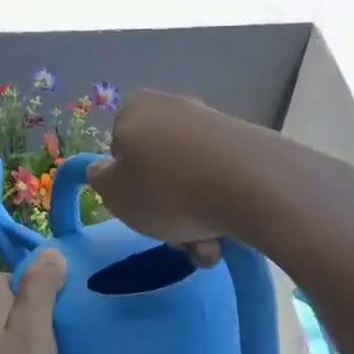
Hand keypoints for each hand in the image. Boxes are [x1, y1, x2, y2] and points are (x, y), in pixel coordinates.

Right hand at [87, 91, 247, 262]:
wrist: (254, 186)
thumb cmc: (168, 189)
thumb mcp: (113, 192)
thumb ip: (99, 179)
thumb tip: (106, 169)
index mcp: (136, 109)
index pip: (118, 150)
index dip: (126, 185)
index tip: (138, 209)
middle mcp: (174, 108)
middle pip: (158, 169)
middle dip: (165, 210)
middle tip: (176, 239)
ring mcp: (214, 125)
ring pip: (191, 182)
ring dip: (193, 220)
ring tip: (206, 246)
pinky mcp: (248, 144)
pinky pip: (222, 182)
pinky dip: (220, 209)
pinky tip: (229, 235)